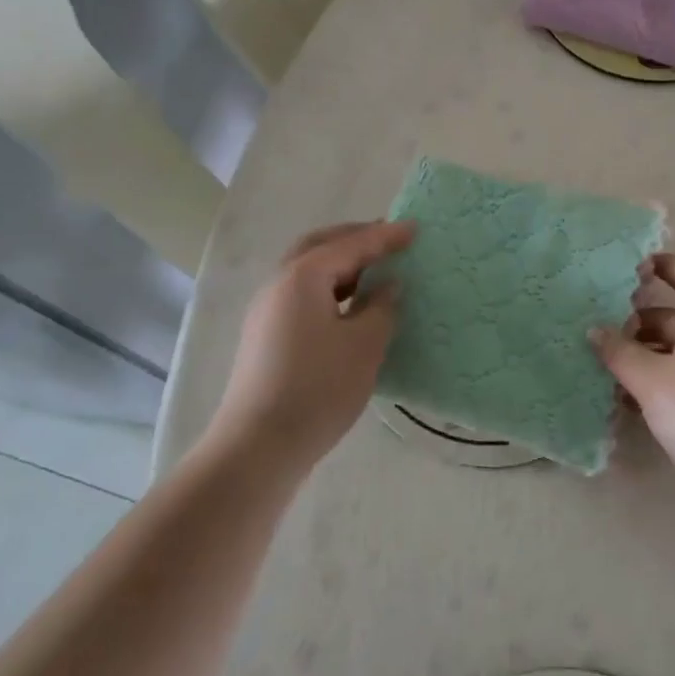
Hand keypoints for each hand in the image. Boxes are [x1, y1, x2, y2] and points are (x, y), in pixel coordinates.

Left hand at [210, 221, 413, 471]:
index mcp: (303, 277)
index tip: (416, 229)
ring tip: (376, 270)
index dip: (386, 236)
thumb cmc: (318, 388)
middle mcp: (279, 285)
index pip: (351, 245)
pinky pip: (303, 295)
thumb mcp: (364, 344)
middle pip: (319, 247)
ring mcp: (267, 312)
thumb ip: (382, 306)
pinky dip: (330, 287)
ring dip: (341, 264)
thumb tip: (387, 286)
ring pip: (308, 271)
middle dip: (355, 239)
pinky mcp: (266, 337)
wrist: (259, 446)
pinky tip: (352, 306)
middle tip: (389, 239)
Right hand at [590, 253, 674, 493]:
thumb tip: (595, 330)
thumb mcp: (650, 380)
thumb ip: (619, 352)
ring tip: (613, 372)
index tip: (633, 269)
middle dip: (641, 321)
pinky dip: (663, 378)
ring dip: (648, 354)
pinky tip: (635, 403)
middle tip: (607, 334)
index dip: (665, 265)